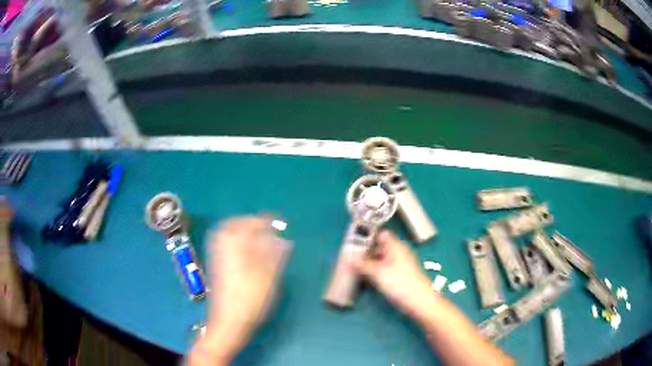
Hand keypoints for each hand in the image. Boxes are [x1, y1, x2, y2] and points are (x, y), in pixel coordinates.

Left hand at [190, 216, 291, 364]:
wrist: (229, 321)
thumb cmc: (251, 300)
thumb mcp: (268, 277)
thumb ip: (274, 255)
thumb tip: (283, 239)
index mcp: (235, 248)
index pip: (248, 225)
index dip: (263, 221)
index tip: (277, 222)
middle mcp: (223, 248)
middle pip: (231, 226)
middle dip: (247, 222)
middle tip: (263, 227)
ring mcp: (217, 258)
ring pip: (225, 235)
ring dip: (240, 231)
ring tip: (256, 237)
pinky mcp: (217, 267)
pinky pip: (223, 245)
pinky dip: (235, 242)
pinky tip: (246, 252)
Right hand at [350, 230, 436, 321]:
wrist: (420, 302)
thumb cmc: (400, 283)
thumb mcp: (378, 273)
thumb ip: (362, 264)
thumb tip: (348, 257)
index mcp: (396, 247)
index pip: (381, 234)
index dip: (367, 236)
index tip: (352, 240)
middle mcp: (399, 253)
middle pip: (380, 247)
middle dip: (366, 251)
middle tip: (349, 255)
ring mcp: (400, 265)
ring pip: (382, 259)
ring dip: (369, 262)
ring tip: (354, 267)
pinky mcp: (400, 277)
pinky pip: (385, 269)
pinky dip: (375, 271)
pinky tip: (365, 278)